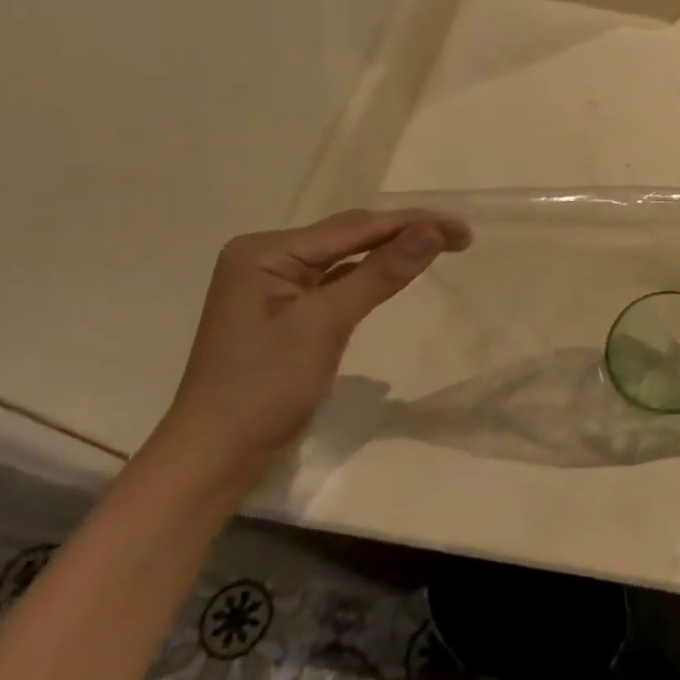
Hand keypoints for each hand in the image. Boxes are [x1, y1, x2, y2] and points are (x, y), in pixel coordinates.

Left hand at [155, 209, 469, 481]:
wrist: (216, 456)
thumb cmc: (266, 387)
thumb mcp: (327, 324)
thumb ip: (382, 272)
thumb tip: (434, 230)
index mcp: (266, 251)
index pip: (354, 227)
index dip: (412, 223)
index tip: (462, 228)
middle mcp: (267, 256)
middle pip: (350, 235)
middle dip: (404, 233)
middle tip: (459, 237)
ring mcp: (275, 283)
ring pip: (346, 256)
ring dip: (390, 251)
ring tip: (440, 246)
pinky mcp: (286, 309)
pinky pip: (336, 279)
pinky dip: (369, 275)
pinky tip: (397, 271)